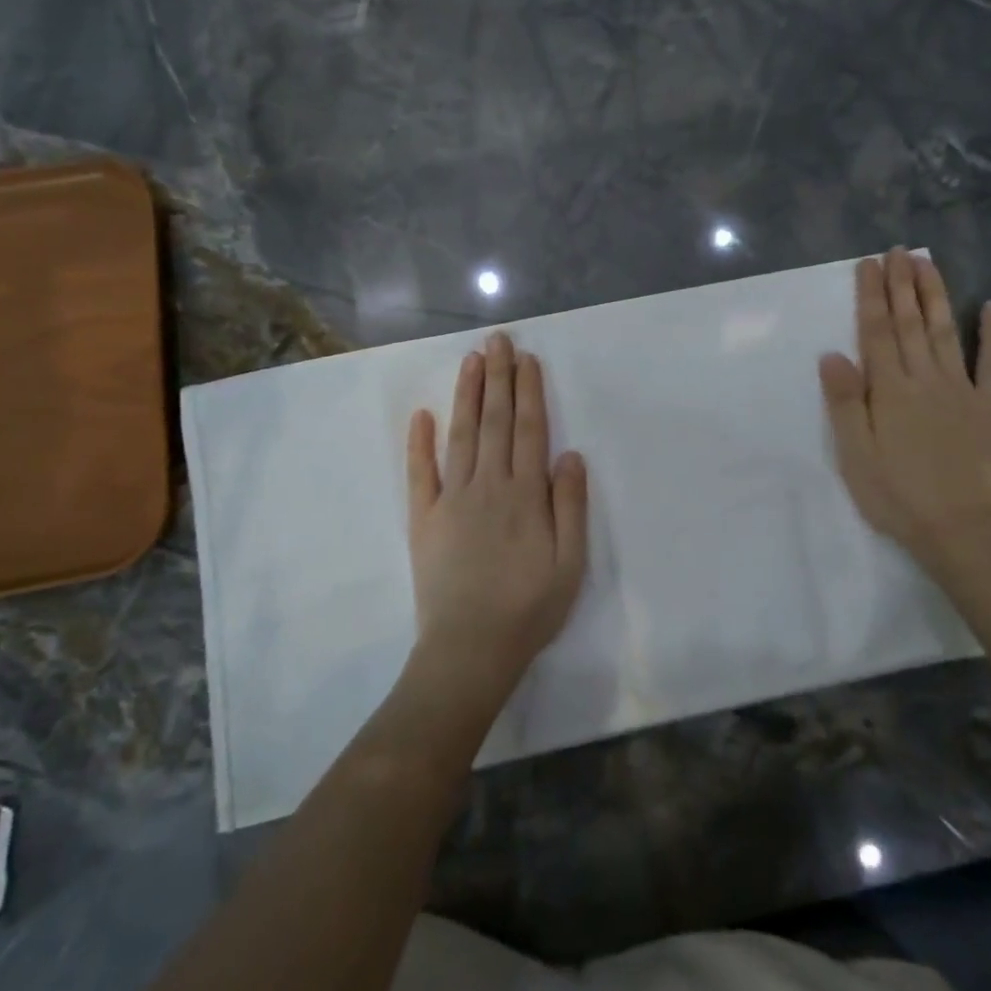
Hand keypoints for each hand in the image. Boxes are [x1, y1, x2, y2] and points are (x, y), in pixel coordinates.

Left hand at [406, 333, 588, 704]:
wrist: (469, 650)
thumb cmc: (529, 608)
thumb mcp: (570, 563)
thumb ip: (570, 506)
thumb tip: (570, 454)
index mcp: (524, 494)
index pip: (529, 430)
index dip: (529, 392)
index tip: (526, 359)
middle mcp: (488, 485)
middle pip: (495, 422)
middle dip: (498, 378)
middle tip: (497, 340)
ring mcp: (451, 499)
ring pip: (461, 435)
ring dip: (467, 395)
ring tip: (471, 361)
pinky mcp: (423, 519)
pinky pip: (420, 473)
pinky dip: (419, 443)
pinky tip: (422, 415)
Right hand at [819, 249, 990, 559]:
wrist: (959, 528)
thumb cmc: (896, 493)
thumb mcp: (855, 454)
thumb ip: (845, 402)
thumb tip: (832, 355)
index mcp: (889, 389)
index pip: (876, 331)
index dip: (871, 295)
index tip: (869, 264)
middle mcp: (925, 378)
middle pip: (910, 322)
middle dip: (902, 284)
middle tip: (897, 250)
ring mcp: (961, 389)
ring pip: (945, 331)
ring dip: (935, 295)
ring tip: (928, 263)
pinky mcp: (989, 406)